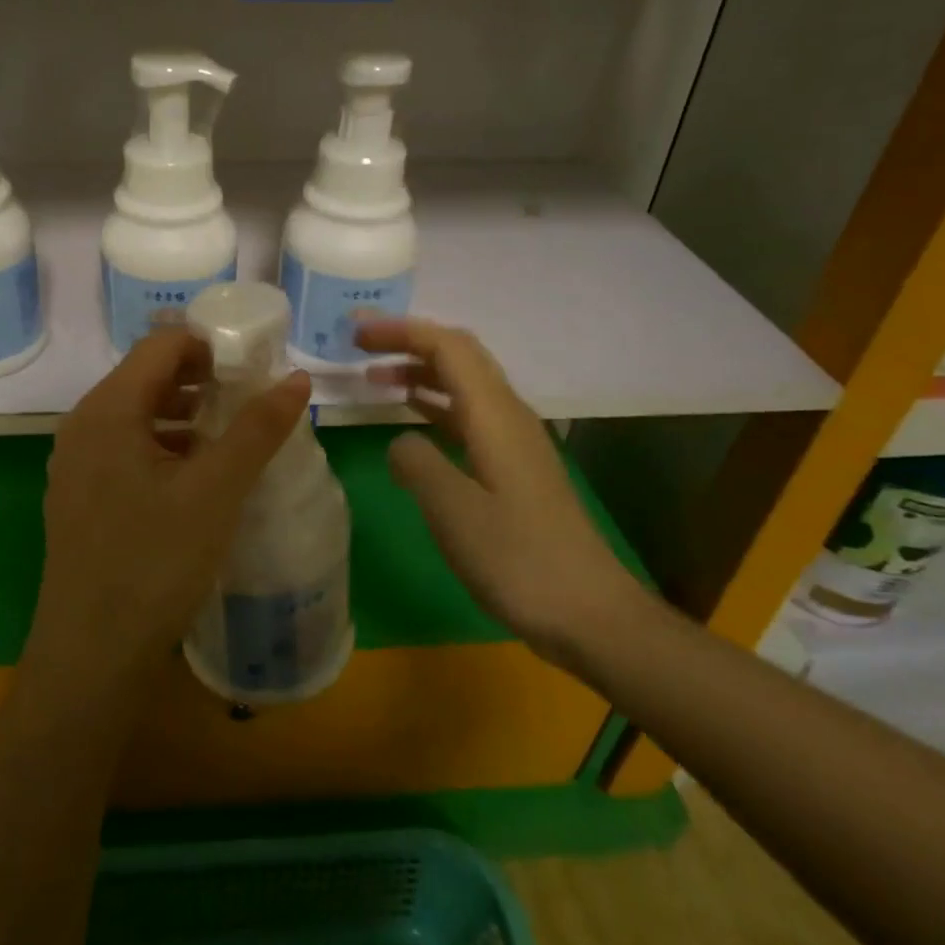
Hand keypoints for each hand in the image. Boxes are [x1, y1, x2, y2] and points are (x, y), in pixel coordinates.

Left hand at [31, 329, 311, 695]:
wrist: (92, 655)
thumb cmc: (154, 564)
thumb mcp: (216, 491)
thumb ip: (257, 429)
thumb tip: (297, 379)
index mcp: (107, 410)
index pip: (161, 345)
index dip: (210, 345)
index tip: (255, 364)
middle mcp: (83, 425)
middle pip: (148, 376)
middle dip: (203, 379)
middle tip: (252, 398)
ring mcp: (77, 463)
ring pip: (139, 415)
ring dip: (187, 414)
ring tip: (234, 434)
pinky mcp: (81, 495)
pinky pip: (128, 448)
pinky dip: (166, 445)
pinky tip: (199, 474)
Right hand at [358, 318, 643, 666]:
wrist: (589, 613)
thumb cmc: (518, 560)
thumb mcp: (453, 511)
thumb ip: (416, 463)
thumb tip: (400, 440)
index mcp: (494, 415)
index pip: (448, 347)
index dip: (400, 331)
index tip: (355, 333)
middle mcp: (508, 416)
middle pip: (458, 357)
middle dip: (408, 343)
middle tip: (358, 347)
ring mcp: (514, 442)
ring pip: (463, 386)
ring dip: (419, 373)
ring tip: (374, 378)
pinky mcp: (514, 468)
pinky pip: (468, 417)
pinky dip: (433, 406)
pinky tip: (412, 420)